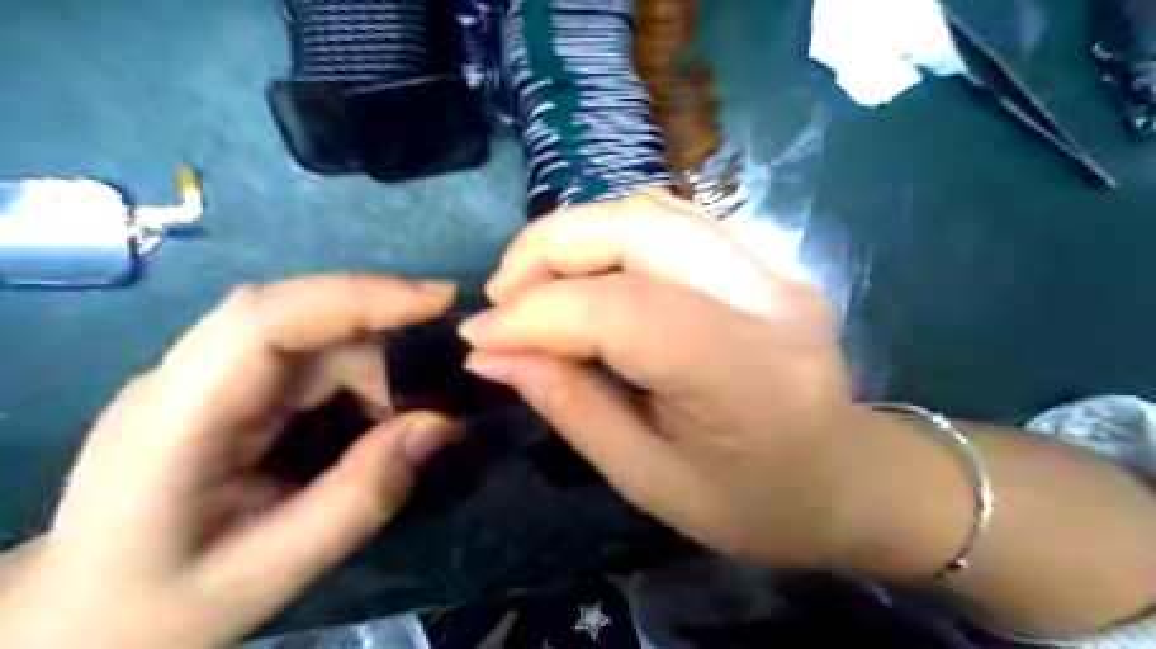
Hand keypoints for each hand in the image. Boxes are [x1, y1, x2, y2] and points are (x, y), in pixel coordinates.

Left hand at [0, 276, 460, 648]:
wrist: (71, 628)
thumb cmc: (154, 611)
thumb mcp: (271, 573)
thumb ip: (361, 497)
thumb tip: (440, 424)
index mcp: (172, 421)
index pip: (265, 320)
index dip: (356, 297)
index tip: (438, 301)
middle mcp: (184, 379)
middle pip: (297, 318)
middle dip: (384, 332)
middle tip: (449, 372)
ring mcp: (203, 379)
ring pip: (311, 336)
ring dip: (376, 365)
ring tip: (417, 413)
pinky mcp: (228, 390)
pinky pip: (309, 361)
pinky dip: (360, 380)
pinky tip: (382, 415)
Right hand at [457, 194, 862, 567]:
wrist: (849, 480)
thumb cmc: (754, 503)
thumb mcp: (648, 479)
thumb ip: (570, 406)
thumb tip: (493, 354)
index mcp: (744, 374)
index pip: (618, 312)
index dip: (533, 315)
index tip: (478, 338)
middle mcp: (765, 297)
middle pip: (636, 226)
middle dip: (546, 248)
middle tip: (501, 295)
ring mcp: (771, 267)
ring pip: (650, 210)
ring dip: (574, 234)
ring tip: (533, 282)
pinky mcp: (762, 259)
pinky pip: (672, 220)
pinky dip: (610, 235)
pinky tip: (586, 273)